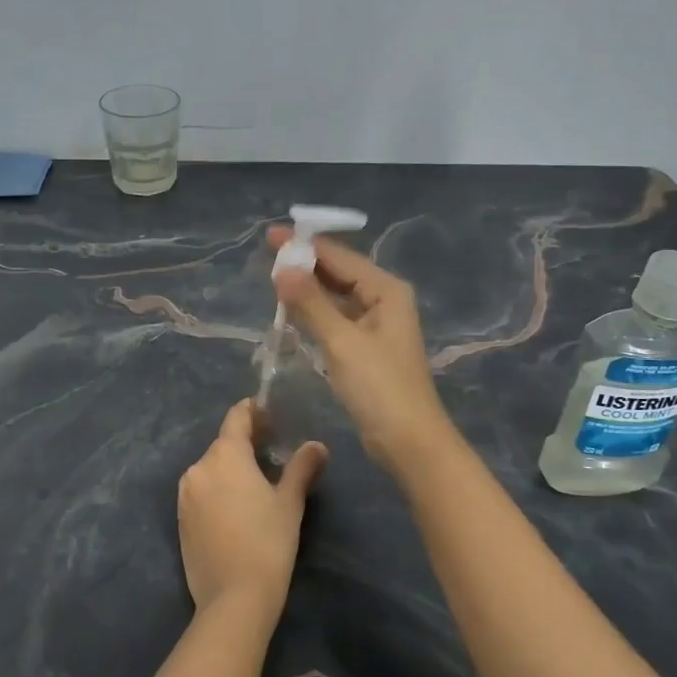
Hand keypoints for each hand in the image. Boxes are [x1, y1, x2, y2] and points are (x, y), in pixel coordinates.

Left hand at [177, 399, 326, 623]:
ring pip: (211, 469)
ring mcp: (185, 494)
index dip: (252, 411)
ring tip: (255, 481)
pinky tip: (236, 507)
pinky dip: (217, 490)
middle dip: (245, 442)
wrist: (233, 598)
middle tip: (271, 450)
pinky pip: (201, 491)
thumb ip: (301, 468)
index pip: (236, 417)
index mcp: (225, 455)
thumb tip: (317, 446)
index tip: (268, 412)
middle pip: (223, 444)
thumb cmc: (268, 543)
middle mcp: (199, 467)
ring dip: (230, 468)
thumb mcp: (290, 503)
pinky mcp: (180, 519)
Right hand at [267, 228, 452, 471]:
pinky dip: (316, 312)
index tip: (271, 235)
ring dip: (309, 288)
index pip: (340, 257)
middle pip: (340, 273)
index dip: (305, 245)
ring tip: (274, 279)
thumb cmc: (379, 387)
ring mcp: (376, 325)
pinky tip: (293, 311)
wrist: (408, 440)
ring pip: (337, 296)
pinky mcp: (367, 347)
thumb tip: (282, 268)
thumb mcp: (341, 341)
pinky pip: (337, 318)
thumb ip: (311, 303)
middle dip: (306, 264)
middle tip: (267, 257)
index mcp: (386, 290)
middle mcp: (384, 300)